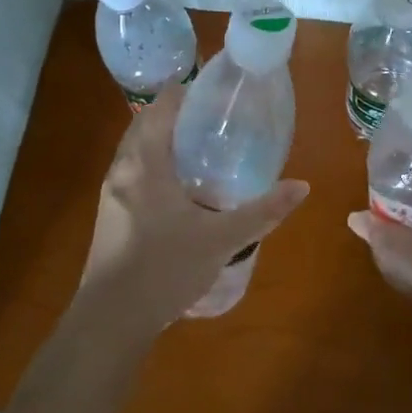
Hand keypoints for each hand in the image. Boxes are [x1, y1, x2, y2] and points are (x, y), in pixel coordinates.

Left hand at [77, 85, 309, 337]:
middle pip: (146, 122)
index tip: (216, 95)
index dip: (187, 92)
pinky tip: (180, 187)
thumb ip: (262, 211)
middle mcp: (123, 168)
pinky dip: (154, 162)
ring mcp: (111, 191)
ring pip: (137, 148)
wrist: (110, 320)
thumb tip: (302, 187)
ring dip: (163, 139)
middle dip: (177, 114)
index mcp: (146, 162)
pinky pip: (133, 170)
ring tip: (202, 148)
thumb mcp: (221, 239)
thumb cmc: (164, 269)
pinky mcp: (109, 213)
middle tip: (215, 120)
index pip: (161, 105)